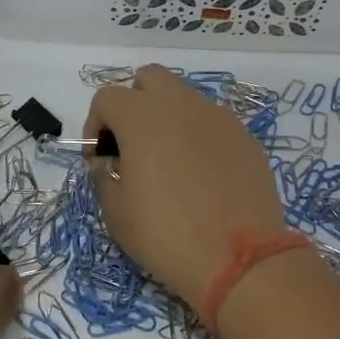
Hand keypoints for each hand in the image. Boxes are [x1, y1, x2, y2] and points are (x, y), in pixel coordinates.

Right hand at [85, 65, 288, 306]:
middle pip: (149, 79)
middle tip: (133, 145)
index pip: (107, 97)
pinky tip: (202, 175)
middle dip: (134, 103)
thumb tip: (108, 162)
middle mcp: (181, 104)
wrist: (239, 259)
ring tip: (169, 161)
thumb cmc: (166, 234)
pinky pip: (212, 122)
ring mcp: (218, 117)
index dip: (95, 125)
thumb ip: (103, 176)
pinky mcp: (244, 136)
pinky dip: (198, 136)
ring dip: (168, 118)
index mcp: (142, 117)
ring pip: (184, 98)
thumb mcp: (116, 213)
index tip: (100, 160)